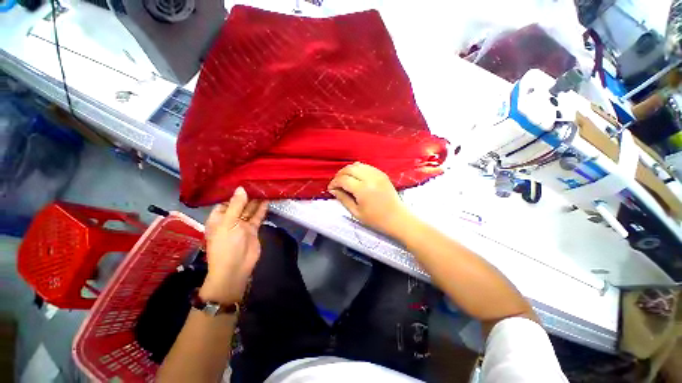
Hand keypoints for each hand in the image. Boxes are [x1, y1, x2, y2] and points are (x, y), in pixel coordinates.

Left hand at [199, 187, 267, 304]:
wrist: (236, 267)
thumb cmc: (226, 244)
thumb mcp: (229, 223)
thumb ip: (236, 205)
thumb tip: (240, 188)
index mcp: (218, 218)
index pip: (225, 202)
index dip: (234, 193)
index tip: (244, 181)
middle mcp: (230, 220)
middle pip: (239, 205)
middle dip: (247, 196)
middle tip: (257, 183)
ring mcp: (242, 225)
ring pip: (249, 210)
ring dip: (256, 201)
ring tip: (264, 189)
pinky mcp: (253, 229)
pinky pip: (257, 217)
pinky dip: (262, 209)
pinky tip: (267, 200)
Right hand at [328, 162, 412, 237]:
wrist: (397, 218)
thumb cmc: (376, 219)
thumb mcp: (356, 212)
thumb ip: (343, 199)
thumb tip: (333, 190)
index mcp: (363, 189)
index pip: (343, 179)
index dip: (334, 183)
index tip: (331, 188)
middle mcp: (370, 178)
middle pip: (349, 168)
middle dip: (339, 174)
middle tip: (336, 183)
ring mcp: (377, 174)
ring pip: (357, 165)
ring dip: (348, 170)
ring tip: (345, 180)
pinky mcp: (382, 173)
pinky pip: (366, 166)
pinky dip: (358, 169)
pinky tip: (356, 177)